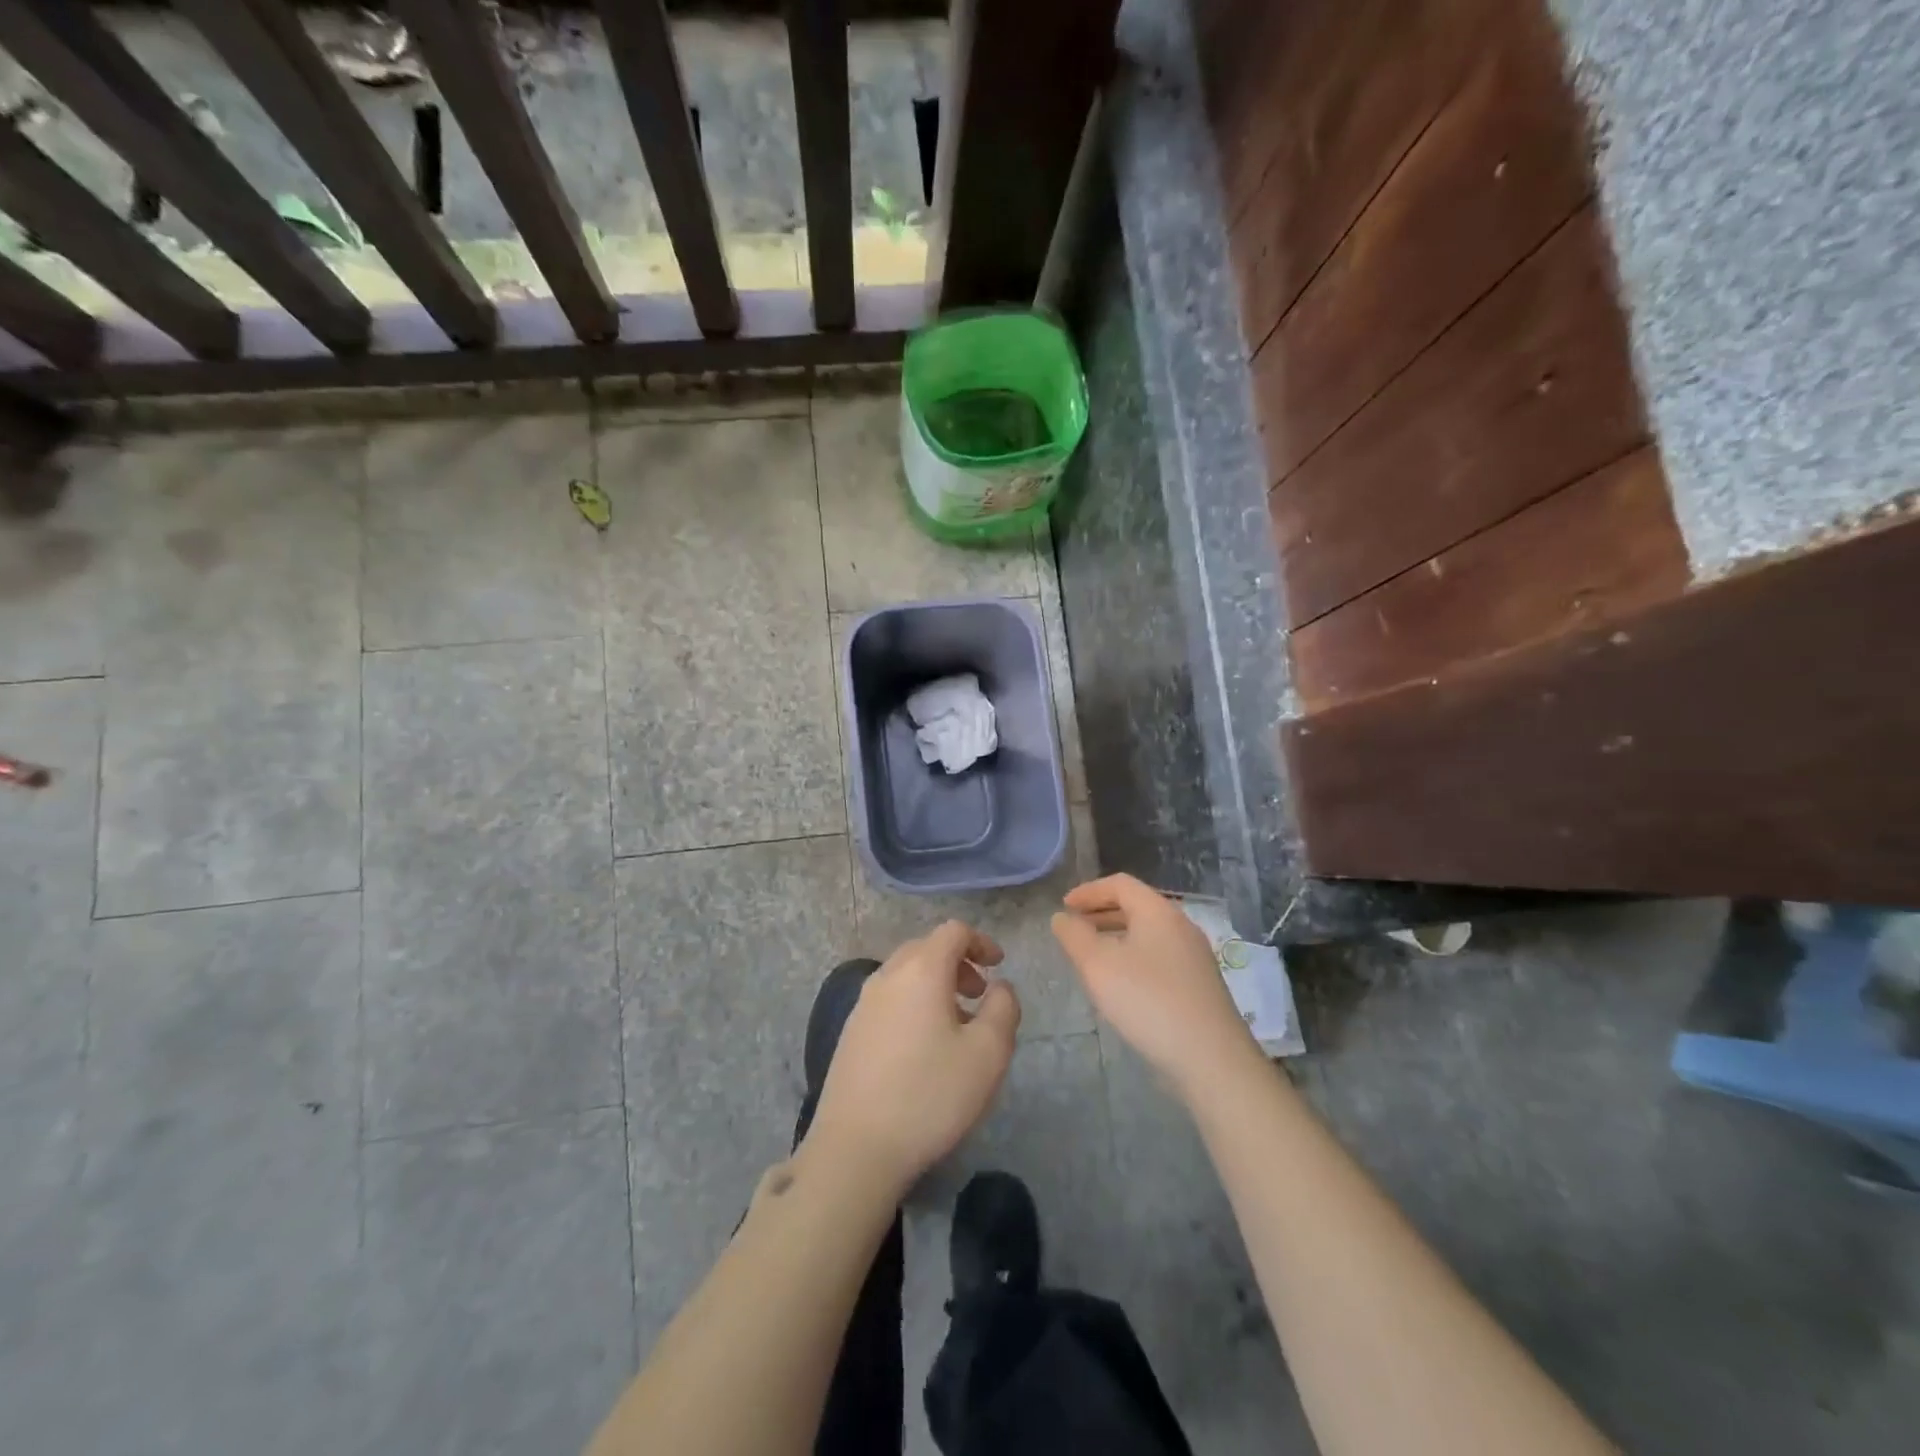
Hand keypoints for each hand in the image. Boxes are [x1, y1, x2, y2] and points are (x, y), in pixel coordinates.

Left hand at [805, 921, 1021, 1190]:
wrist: (856, 1148)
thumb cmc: (930, 1095)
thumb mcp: (988, 1053)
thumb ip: (1003, 1008)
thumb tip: (1000, 987)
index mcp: (920, 971)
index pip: (952, 931)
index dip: (981, 941)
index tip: (999, 966)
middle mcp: (887, 977)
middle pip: (925, 949)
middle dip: (957, 963)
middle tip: (979, 995)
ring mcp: (862, 1005)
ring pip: (904, 975)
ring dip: (934, 986)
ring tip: (955, 1025)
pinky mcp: (850, 1034)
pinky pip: (888, 1001)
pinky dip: (912, 1004)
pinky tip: (922, 1048)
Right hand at [1051, 874, 1260, 1098]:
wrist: (1211, 1059)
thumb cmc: (1148, 1001)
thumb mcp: (1098, 965)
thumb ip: (1074, 936)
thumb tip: (1062, 917)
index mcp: (1159, 912)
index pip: (1120, 884)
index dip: (1088, 891)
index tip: (1064, 906)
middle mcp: (1181, 926)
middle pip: (1136, 906)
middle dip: (1101, 912)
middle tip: (1074, 927)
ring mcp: (1194, 957)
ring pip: (1148, 933)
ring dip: (1116, 936)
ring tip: (1091, 956)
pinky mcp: (1199, 985)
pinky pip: (1159, 956)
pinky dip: (1133, 956)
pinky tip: (1121, 983)